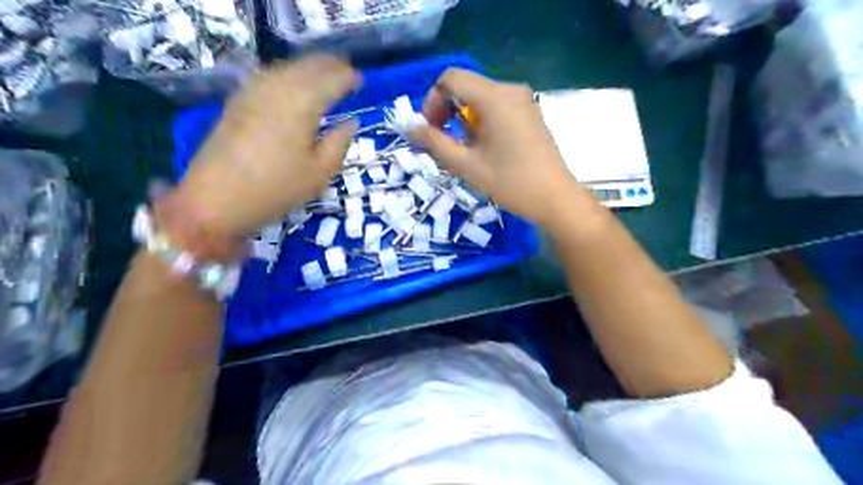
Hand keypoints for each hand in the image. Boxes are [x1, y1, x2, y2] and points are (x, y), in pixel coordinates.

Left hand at [170, 56, 359, 236]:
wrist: (215, 200)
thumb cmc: (276, 190)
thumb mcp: (319, 173)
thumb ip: (339, 143)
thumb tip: (351, 122)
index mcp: (302, 104)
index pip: (332, 80)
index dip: (349, 78)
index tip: (361, 81)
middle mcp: (277, 88)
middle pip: (307, 66)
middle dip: (330, 65)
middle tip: (346, 73)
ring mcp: (253, 92)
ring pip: (286, 67)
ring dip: (308, 68)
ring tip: (324, 76)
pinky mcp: (237, 101)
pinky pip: (269, 77)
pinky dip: (287, 75)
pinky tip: (292, 86)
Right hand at [408, 68, 589, 229]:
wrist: (555, 198)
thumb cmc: (510, 183)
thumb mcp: (466, 166)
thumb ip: (434, 143)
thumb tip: (410, 128)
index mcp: (494, 97)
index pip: (450, 79)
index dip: (432, 101)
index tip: (429, 130)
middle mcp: (509, 89)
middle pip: (465, 86)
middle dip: (446, 111)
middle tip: (443, 143)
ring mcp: (522, 100)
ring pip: (479, 97)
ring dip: (463, 119)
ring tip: (466, 150)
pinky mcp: (529, 112)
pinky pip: (495, 106)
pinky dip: (481, 121)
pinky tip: (485, 148)